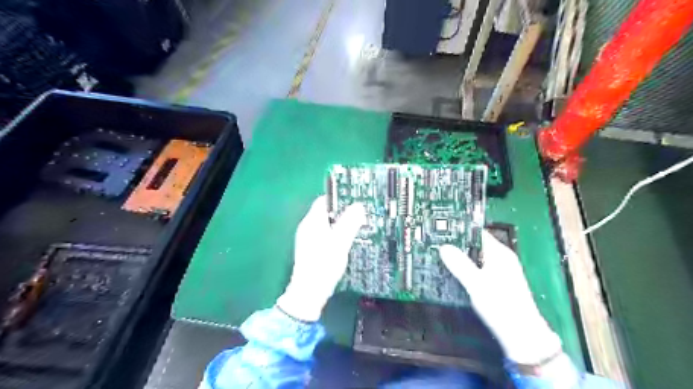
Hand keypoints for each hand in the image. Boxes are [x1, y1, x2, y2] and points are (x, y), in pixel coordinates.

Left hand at [274, 198, 363, 321]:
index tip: (354, 201)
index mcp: (312, 221)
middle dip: (342, 212)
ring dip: (339, 224)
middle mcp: (307, 227)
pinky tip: (345, 242)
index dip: (339, 198)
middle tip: (359, 215)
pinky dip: (334, 234)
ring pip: (325, 224)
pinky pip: (324, 234)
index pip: (324, 200)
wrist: (309, 292)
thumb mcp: (341, 241)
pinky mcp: (309, 249)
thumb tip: (358, 206)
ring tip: (356, 227)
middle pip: (325, 212)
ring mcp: (307, 238)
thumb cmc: (324, 264)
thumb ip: (350, 222)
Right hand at [438, 231, 562, 363]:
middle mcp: (501, 259)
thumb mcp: (476, 284)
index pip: (478, 232)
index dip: (460, 229)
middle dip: (457, 244)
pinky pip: (478, 268)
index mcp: (500, 253)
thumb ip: (460, 265)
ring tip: (440, 256)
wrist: (521, 335)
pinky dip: (466, 268)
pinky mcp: (497, 282)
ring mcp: (500, 271)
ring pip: (476, 257)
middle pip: (476, 245)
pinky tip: (453, 273)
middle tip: (435, 243)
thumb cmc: (501, 306)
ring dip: (461, 257)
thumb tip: (444, 247)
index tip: (441, 228)